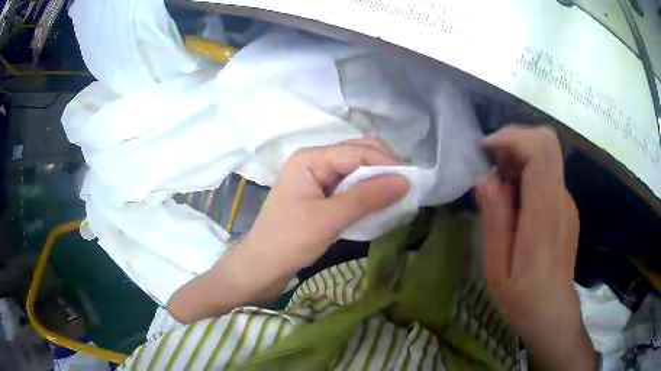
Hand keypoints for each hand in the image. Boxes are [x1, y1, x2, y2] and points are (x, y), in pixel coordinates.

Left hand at [168, 138, 408, 322]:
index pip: (358, 151)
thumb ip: (366, 198)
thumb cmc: (288, 241)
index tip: (414, 181)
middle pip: (358, 154)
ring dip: (378, 179)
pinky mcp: (320, 193)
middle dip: (384, 167)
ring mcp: (317, 176)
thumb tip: (405, 181)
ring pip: (356, 169)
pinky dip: (367, 191)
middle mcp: (314, 160)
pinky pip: (350, 185)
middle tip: (409, 187)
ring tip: (400, 194)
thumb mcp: (328, 220)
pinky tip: (381, 201)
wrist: (262, 266)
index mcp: (310, 158)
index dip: (388, 163)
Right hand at [476, 127, 596, 370]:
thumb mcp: (496, 267)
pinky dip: (528, 175)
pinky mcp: (567, 208)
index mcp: (544, 214)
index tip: (486, 149)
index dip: (512, 137)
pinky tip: (515, 203)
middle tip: (491, 163)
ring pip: (547, 157)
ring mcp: (567, 202)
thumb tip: (485, 178)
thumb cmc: (522, 297)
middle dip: (515, 140)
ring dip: (519, 158)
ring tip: (499, 187)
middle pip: (547, 142)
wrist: (553, 313)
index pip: (541, 150)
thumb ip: (494, 219)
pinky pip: (548, 176)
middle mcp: (561, 199)